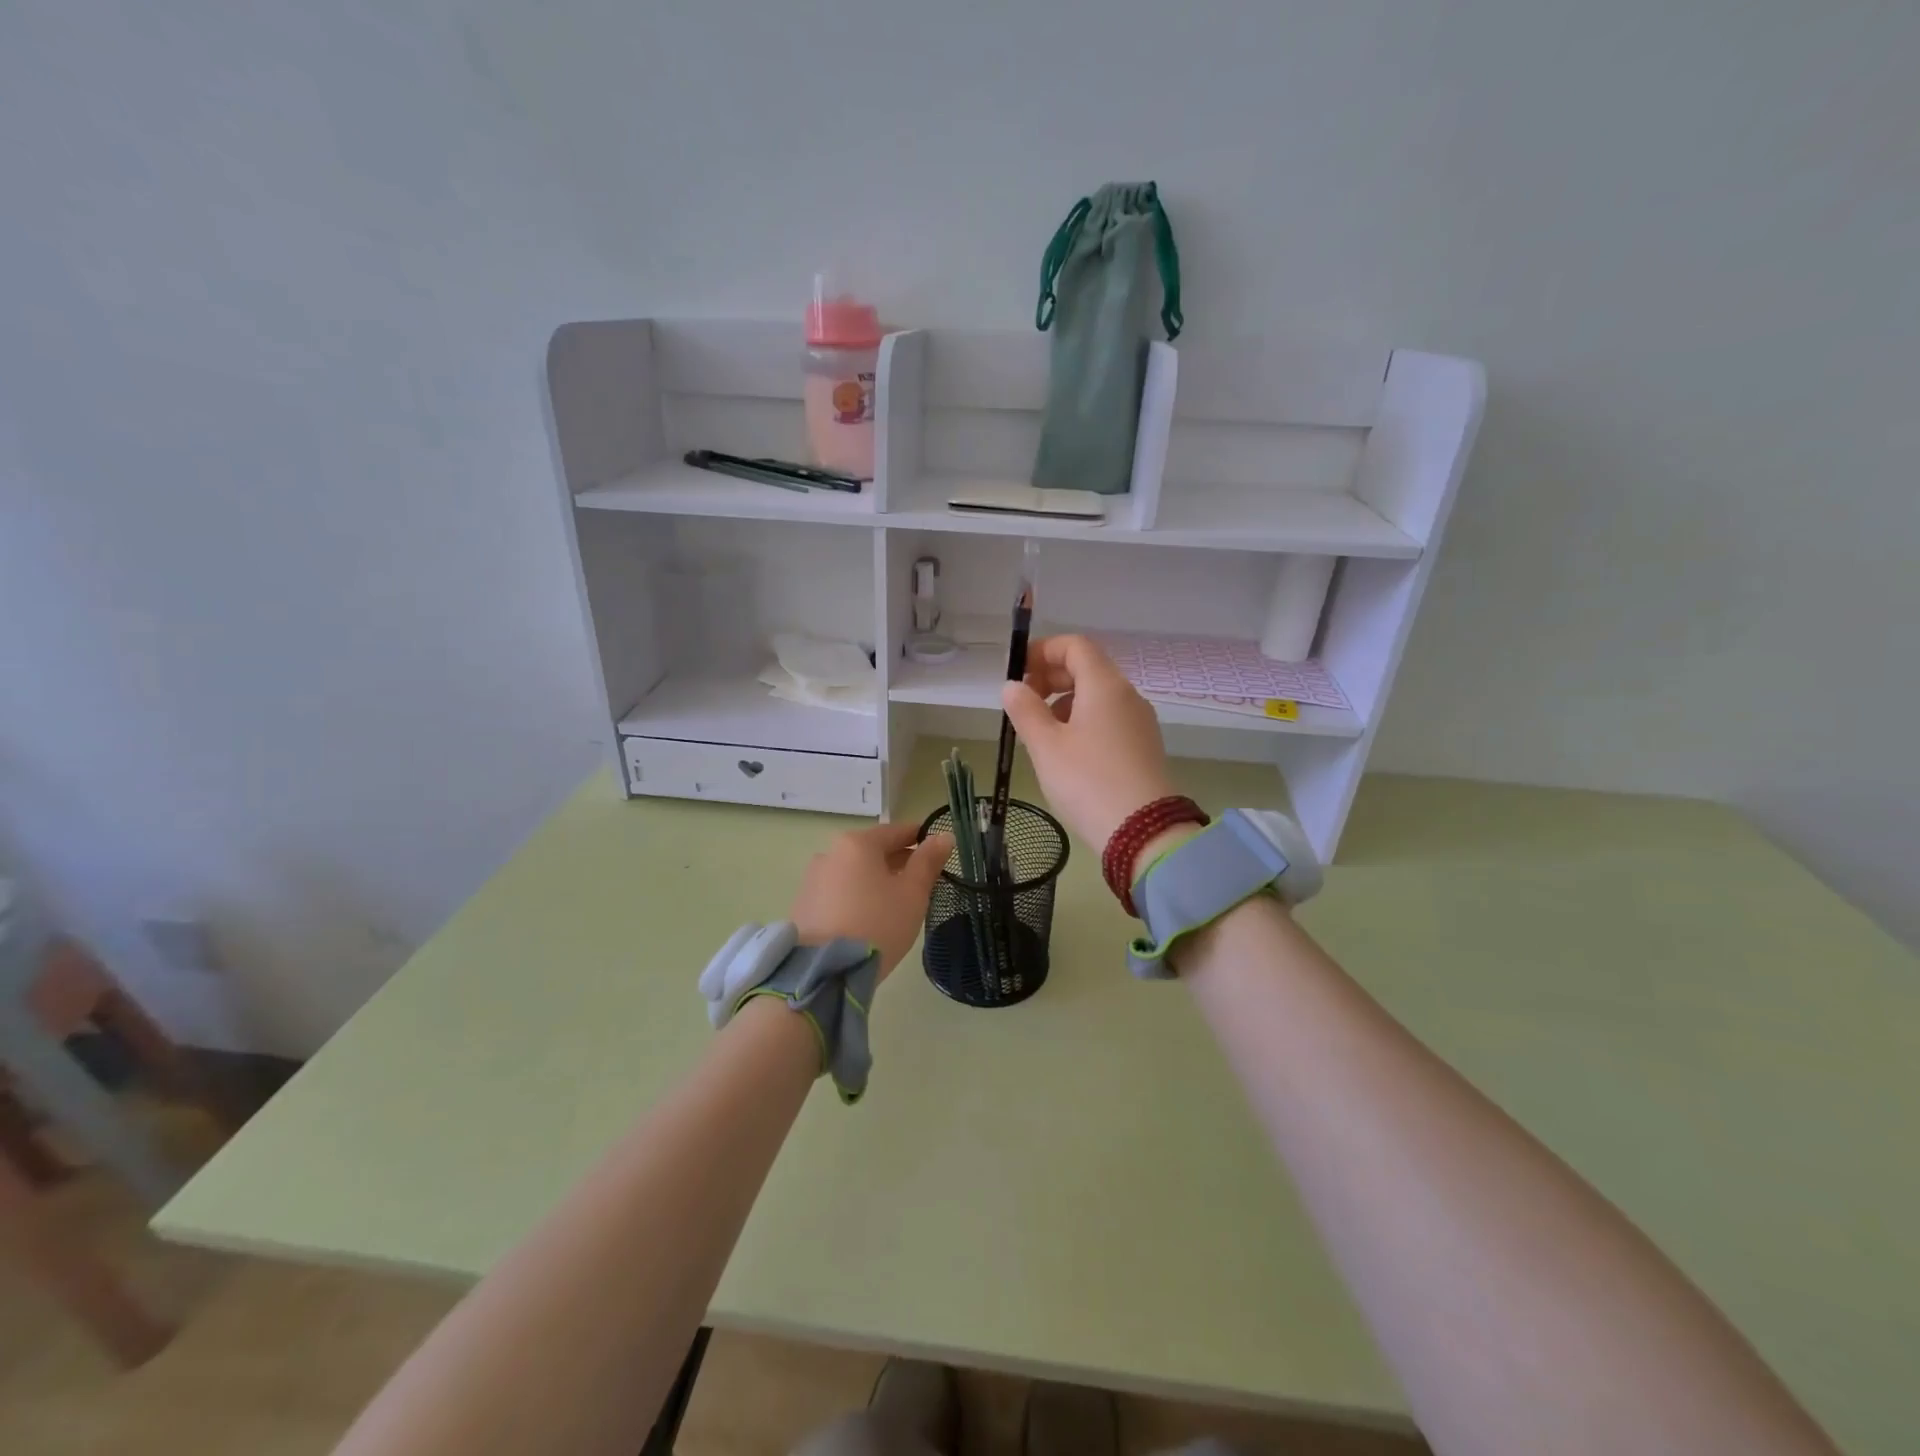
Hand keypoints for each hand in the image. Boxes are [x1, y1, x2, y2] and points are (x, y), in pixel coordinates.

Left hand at [789, 821, 954, 978]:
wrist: (823, 972)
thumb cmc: (877, 925)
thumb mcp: (912, 894)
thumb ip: (928, 862)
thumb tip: (943, 836)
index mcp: (857, 844)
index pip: (895, 831)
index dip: (918, 837)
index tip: (935, 847)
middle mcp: (830, 853)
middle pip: (872, 851)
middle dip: (897, 861)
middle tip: (921, 879)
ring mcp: (812, 879)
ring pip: (853, 872)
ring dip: (874, 880)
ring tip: (894, 903)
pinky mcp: (802, 905)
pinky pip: (838, 891)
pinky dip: (855, 896)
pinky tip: (867, 917)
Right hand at [1001, 634, 1179, 852]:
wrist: (1142, 833)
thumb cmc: (1087, 782)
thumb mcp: (1046, 746)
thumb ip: (1025, 710)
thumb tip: (1013, 686)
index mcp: (1105, 685)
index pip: (1075, 645)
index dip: (1042, 651)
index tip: (1017, 674)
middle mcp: (1127, 695)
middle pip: (1087, 668)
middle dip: (1051, 677)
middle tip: (1022, 704)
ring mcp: (1139, 721)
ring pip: (1097, 695)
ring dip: (1064, 701)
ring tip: (1040, 733)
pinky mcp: (1143, 746)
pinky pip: (1108, 718)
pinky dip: (1083, 721)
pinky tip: (1066, 752)